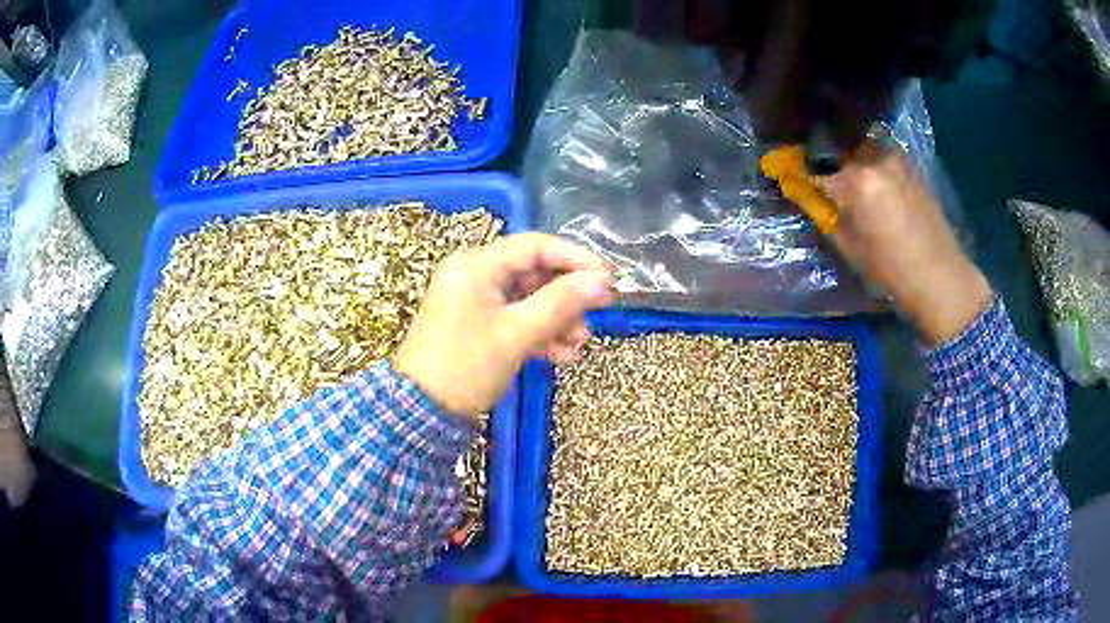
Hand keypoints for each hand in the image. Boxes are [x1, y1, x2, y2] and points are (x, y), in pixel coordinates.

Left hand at [394, 233, 614, 417]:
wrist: (421, 414)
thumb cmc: (466, 367)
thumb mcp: (517, 333)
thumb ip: (562, 303)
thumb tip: (603, 281)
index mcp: (477, 265)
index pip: (536, 246)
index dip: (576, 259)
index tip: (609, 279)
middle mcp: (474, 275)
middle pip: (534, 273)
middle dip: (567, 298)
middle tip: (595, 317)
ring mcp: (474, 301)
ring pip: (528, 299)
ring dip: (557, 319)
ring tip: (578, 344)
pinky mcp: (476, 325)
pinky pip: (515, 318)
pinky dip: (539, 333)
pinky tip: (561, 355)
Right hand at [817, 140, 991, 345]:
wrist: (940, 276)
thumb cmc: (891, 270)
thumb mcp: (850, 247)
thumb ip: (824, 213)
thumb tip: (805, 193)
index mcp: (855, 182)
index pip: (814, 169)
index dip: (797, 172)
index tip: (786, 174)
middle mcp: (874, 159)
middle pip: (837, 147)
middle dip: (823, 158)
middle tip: (817, 173)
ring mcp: (894, 158)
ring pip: (859, 145)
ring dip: (847, 156)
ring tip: (845, 175)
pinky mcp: (909, 164)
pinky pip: (879, 153)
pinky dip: (868, 161)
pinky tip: (870, 180)